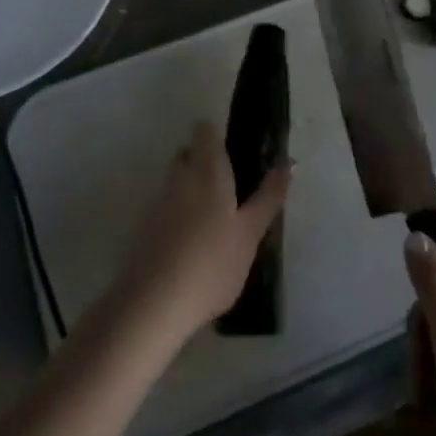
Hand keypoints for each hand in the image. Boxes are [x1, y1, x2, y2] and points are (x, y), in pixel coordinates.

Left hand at [103, 121, 290, 348]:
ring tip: (217, 215)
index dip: (217, 133)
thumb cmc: (213, 263)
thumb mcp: (250, 232)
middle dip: (205, 160)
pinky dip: (181, 211)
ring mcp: (159, 202)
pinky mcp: (146, 228)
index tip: (235, 147)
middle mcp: (179, 177)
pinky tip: (195, 239)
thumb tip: (289, 162)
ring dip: (193, 187)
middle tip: (232, 183)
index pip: (205, 131)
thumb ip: (269, 196)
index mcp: (207, 170)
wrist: (155, 304)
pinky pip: (167, 205)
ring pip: (176, 179)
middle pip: (188, 153)